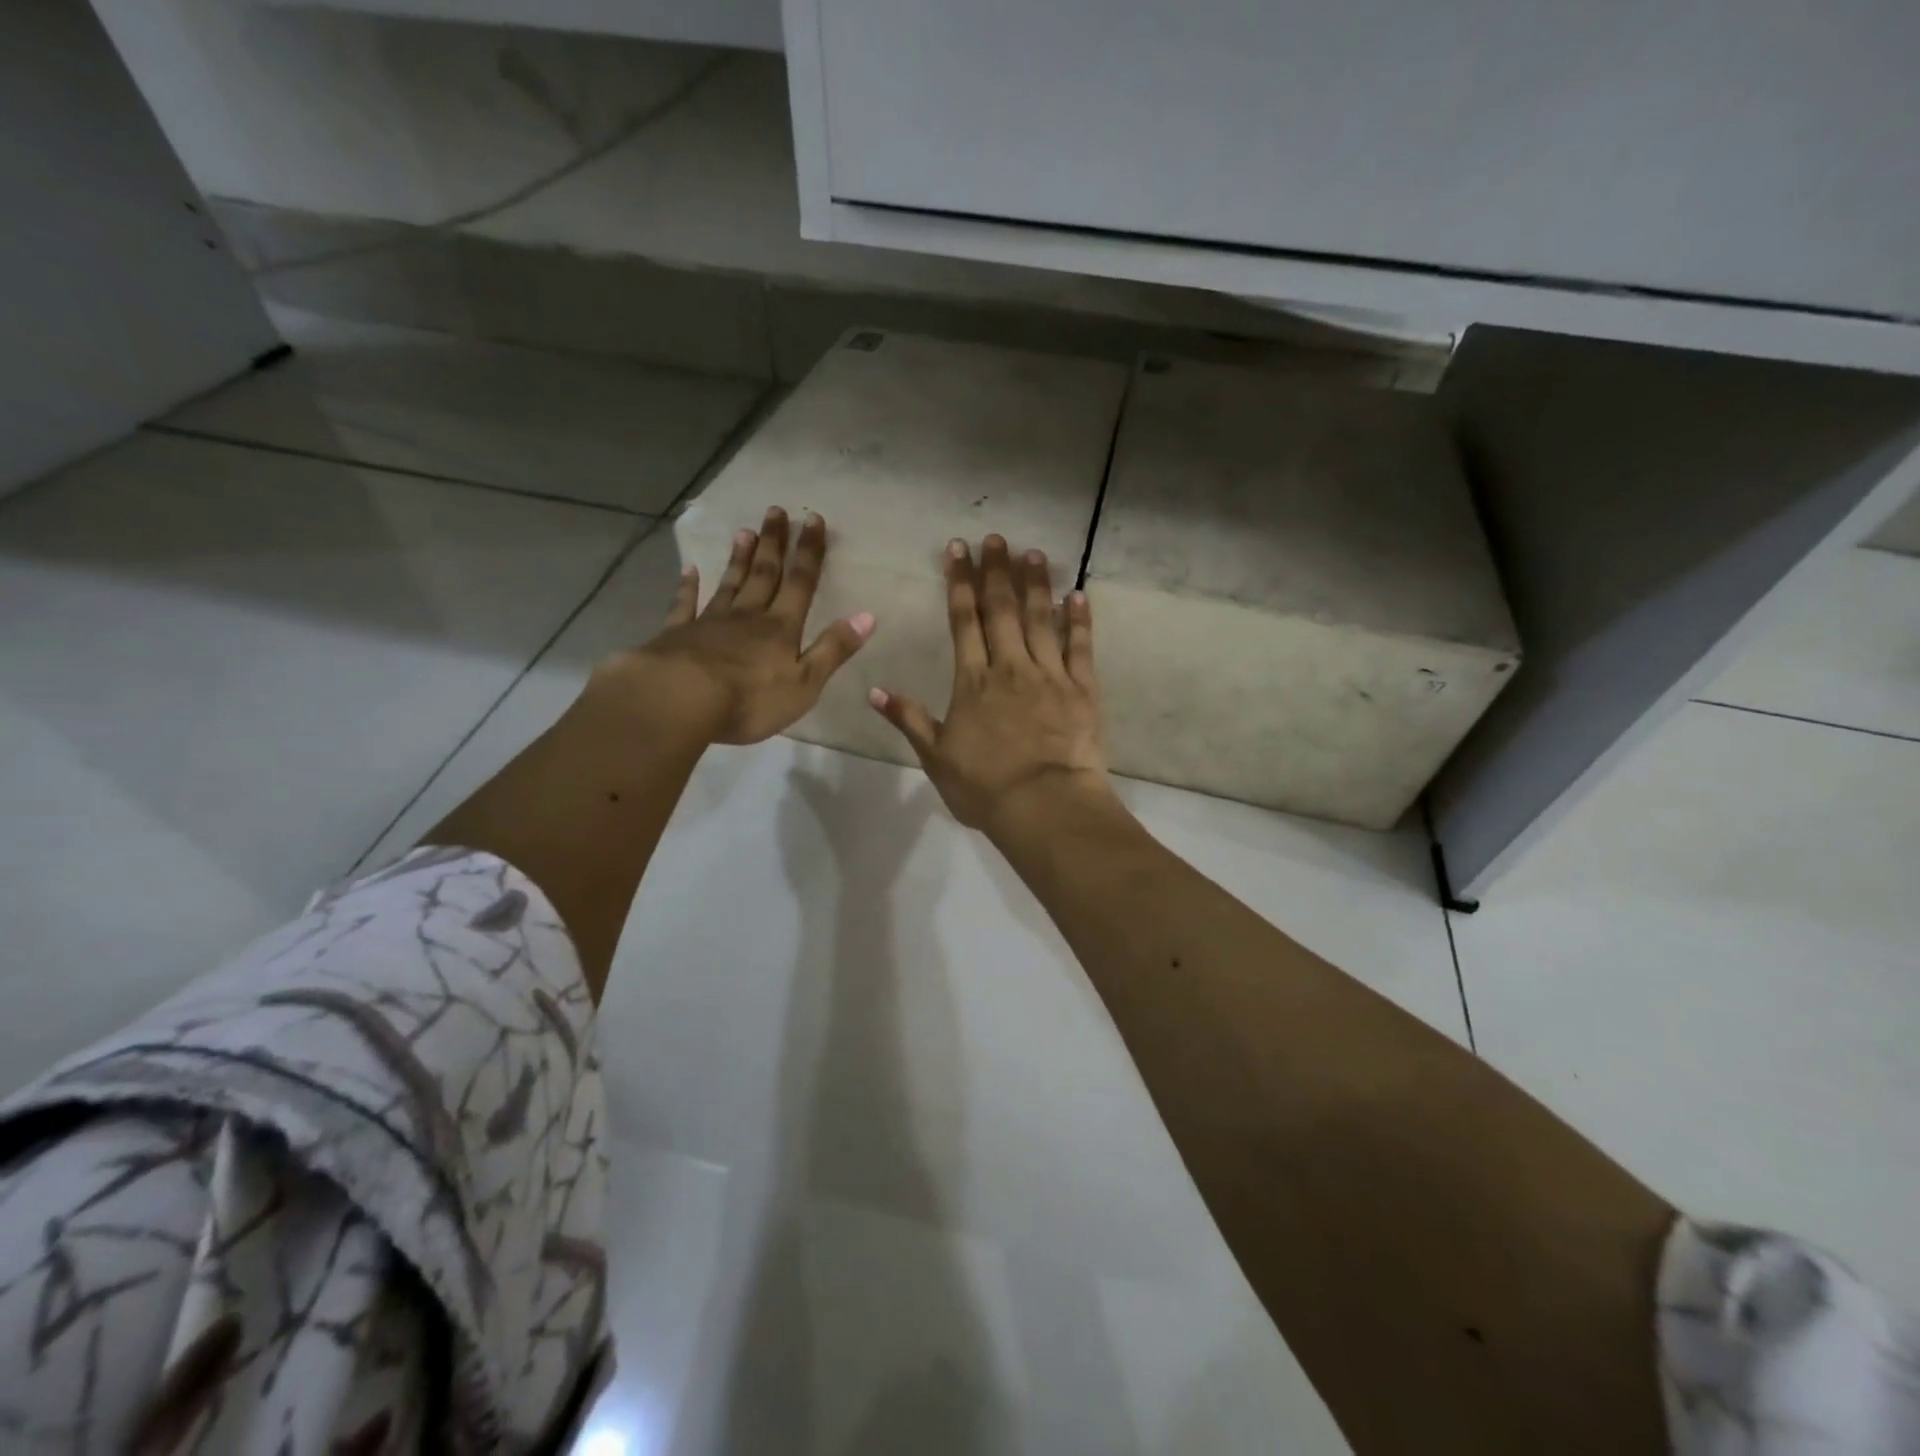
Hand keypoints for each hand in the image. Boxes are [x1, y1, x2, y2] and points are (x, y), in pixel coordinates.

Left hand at [596, 507, 873, 745]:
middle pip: (764, 574)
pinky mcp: (678, 634)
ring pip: (730, 584)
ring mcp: (710, 622)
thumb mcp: (805, 682)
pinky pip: (685, 605)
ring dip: (739, 558)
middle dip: (773, 544)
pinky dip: (688, 586)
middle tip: (775, 511)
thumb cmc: (751, 698)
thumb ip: (833, 649)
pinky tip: (689, 571)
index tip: (813, 520)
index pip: (801, 583)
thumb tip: (867, 617)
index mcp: (781, 628)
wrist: (682, 700)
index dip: (809, 552)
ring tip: (745, 531)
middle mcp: (748, 616)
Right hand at [870, 534, 1114, 836]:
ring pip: (1042, 619)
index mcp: (973, 681)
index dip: (960, 582)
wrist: (1043, 805)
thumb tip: (873, 691)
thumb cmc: (984, 787)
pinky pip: (1080, 647)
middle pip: (1002, 610)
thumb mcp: (936, 757)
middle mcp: (1010, 667)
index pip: (963, 620)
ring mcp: (1049, 675)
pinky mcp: (1082, 689)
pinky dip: (1080, 620)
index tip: (959, 550)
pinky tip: (1078, 595)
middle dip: (996, 571)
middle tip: (995, 538)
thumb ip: (909, 720)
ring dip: (1036, 584)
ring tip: (1033, 553)